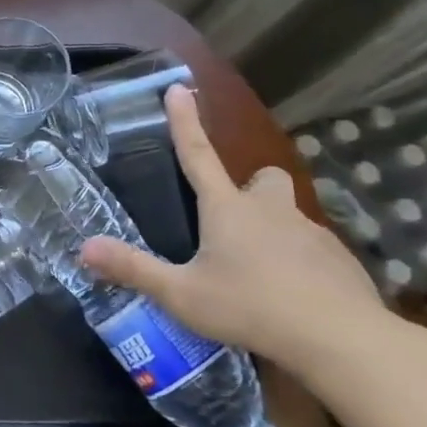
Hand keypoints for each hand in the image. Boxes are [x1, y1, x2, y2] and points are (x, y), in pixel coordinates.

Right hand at [81, 84, 392, 382]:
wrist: (342, 339)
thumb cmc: (251, 307)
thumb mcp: (181, 294)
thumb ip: (134, 269)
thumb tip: (84, 247)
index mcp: (226, 209)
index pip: (197, 154)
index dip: (184, 121)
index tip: (178, 88)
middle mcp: (269, 210)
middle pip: (263, 178)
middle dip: (251, 187)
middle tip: (234, 217)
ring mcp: (310, 233)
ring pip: (288, 216)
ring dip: (273, 230)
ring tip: (260, 274)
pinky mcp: (340, 261)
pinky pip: (313, 250)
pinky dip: (300, 264)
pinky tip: (293, 297)